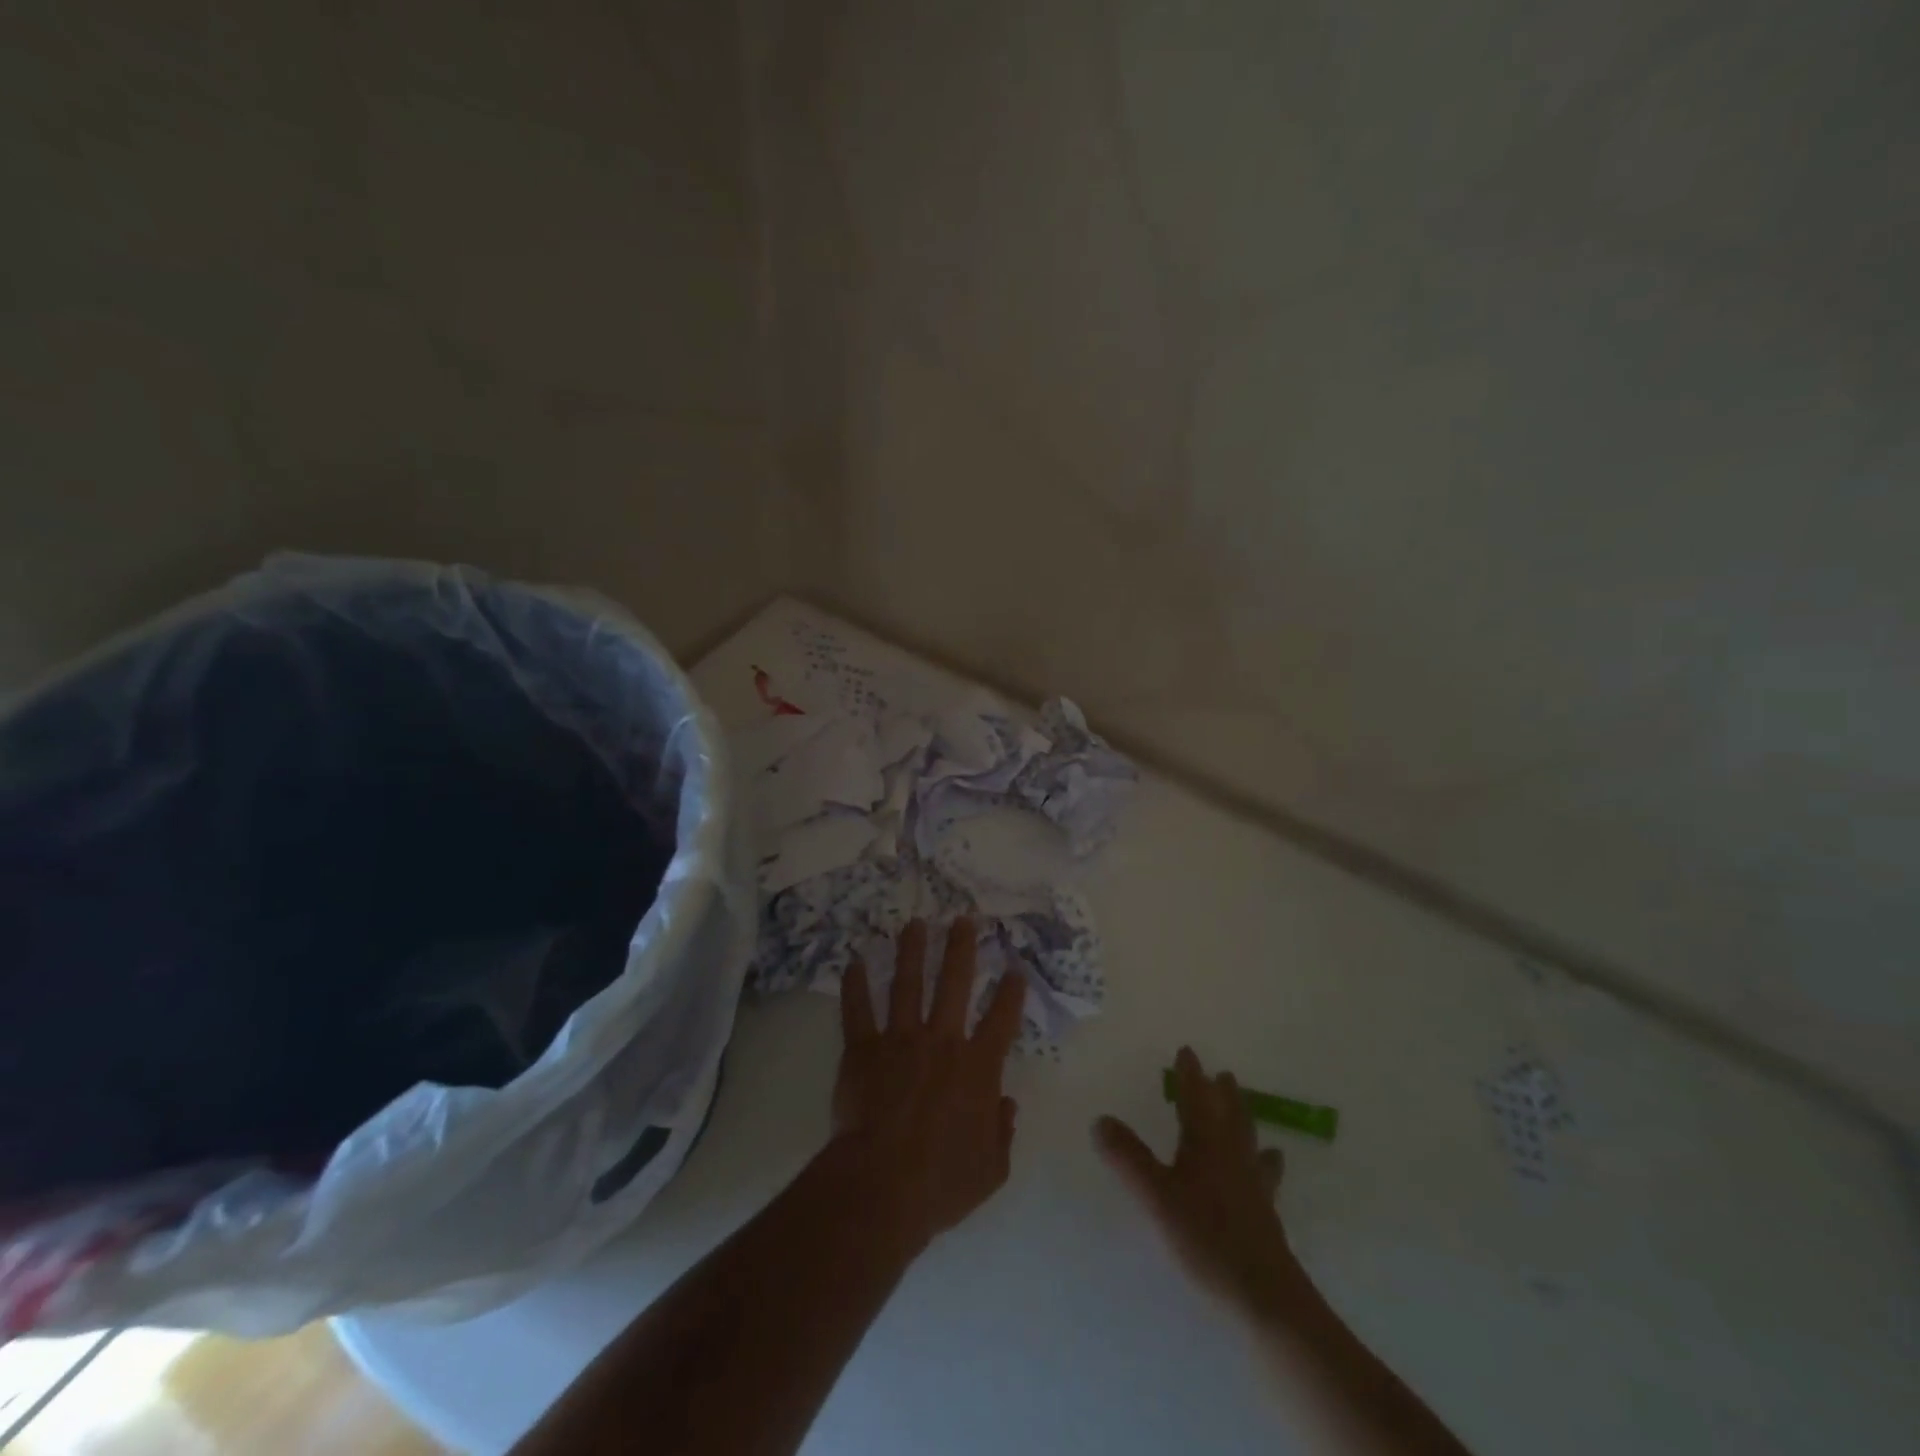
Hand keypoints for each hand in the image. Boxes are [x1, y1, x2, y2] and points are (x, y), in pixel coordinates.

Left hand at [832, 919, 1026, 1249]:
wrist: (881, 1186)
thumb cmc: (941, 1183)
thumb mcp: (990, 1170)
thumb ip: (1002, 1133)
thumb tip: (1006, 1105)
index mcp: (976, 1067)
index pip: (1001, 1019)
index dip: (1011, 992)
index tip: (1015, 969)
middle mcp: (941, 1041)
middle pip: (954, 983)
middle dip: (960, 947)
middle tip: (963, 919)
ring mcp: (899, 1040)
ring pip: (907, 984)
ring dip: (911, 951)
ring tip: (915, 923)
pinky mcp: (863, 1049)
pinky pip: (858, 1010)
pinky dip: (855, 985)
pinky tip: (854, 961)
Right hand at [1095, 1046, 1296, 1314]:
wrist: (1263, 1293)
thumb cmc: (1205, 1236)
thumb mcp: (1156, 1196)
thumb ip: (1128, 1158)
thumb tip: (1100, 1119)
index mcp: (1205, 1143)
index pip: (1195, 1098)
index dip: (1190, 1075)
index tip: (1187, 1051)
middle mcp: (1232, 1154)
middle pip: (1229, 1114)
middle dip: (1222, 1092)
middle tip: (1223, 1075)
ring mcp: (1253, 1183)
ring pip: (1248, 1139)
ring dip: (1244, 1119)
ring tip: (1246, 1108)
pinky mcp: (1265, 1211)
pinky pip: (1264, 1172)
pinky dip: (1264, 1159)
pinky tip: (1272, 1162)